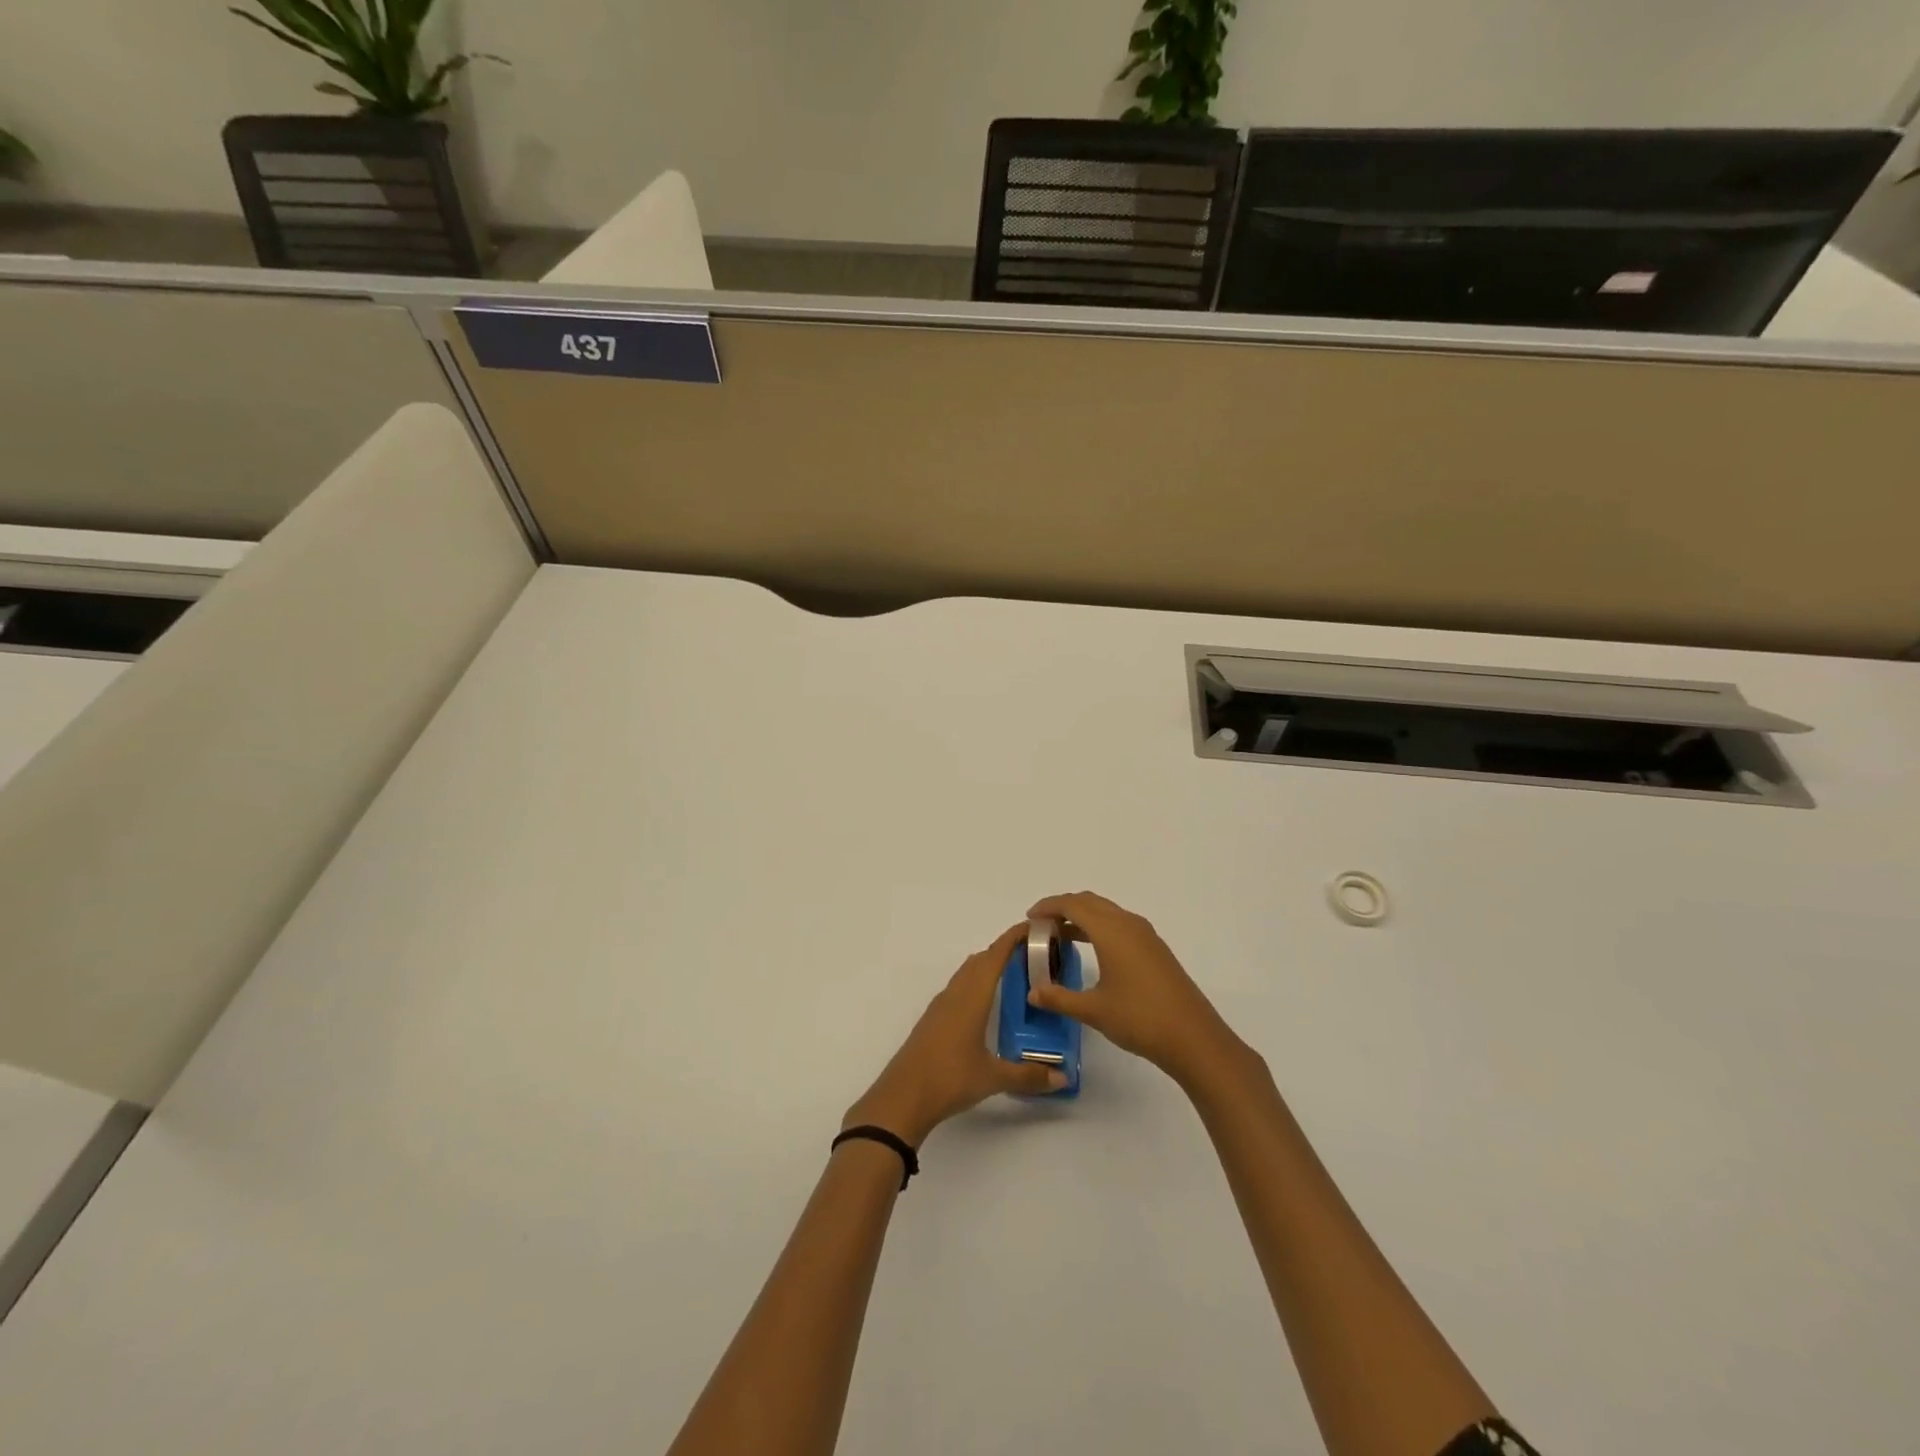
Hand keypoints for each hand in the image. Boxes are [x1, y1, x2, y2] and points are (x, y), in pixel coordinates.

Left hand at [844, 922, 1066, 1146]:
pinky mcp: (932, 1020)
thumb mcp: (993, 1078)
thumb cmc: (949, 1079)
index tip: (1035, 927)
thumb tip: (1063, 1078)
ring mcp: (940, 1006)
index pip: (995, 956)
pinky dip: (975, 983)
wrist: (902, 1098)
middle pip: (981, 960)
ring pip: (967, 973)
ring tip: (1013, 974)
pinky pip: (958, 988)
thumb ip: (1028, 1076)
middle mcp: (955, 994)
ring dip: (988, 965)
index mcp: (972, 997)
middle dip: (1005, 950)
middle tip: (1033, 953)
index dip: (1014, 938)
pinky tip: (985, 1003)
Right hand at [1024, 892, 1241, 1086]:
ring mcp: (1145, 935)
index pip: (1073, 905)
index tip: (1030, 917)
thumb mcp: (1093, 1010)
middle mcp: (1128, 924)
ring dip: (1082, 917)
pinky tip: (1092, 950)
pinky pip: (1120, 924)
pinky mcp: (1155, 949)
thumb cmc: (1140, 1018)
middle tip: (1042, 925)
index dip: (1048, 906)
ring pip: (1107, 912)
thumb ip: (1058, 998)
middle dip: (1063, 907)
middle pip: (1090, 902)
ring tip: (1060, 936)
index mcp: (1111, 931)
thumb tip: (1032, 993)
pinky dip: (1099, 927)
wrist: (1193, 1038)